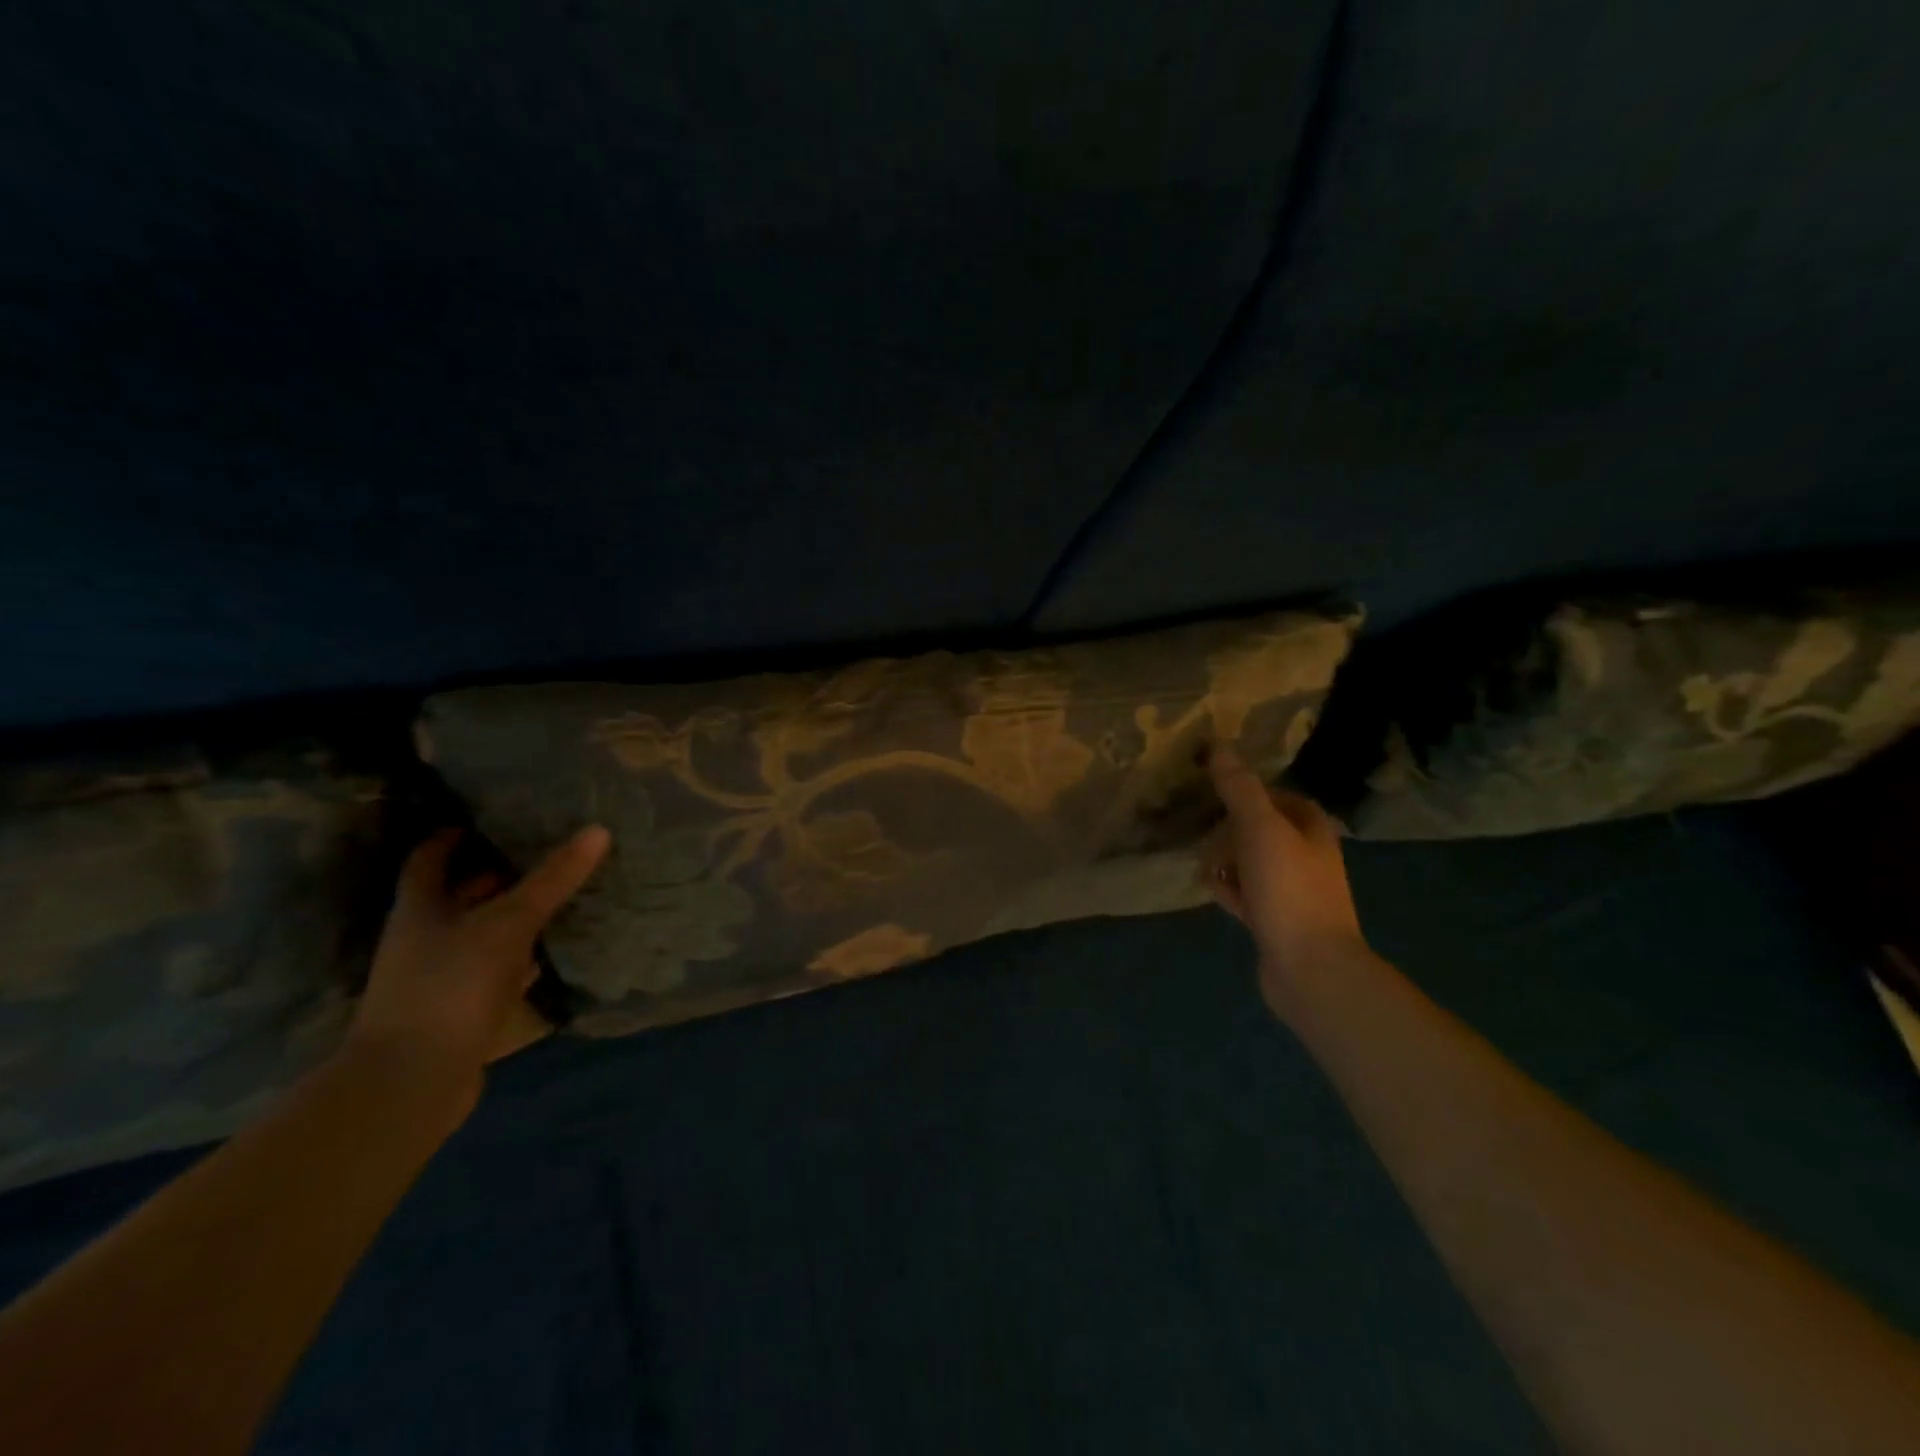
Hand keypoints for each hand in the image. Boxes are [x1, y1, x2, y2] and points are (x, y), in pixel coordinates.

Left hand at [345, 826, 610, 1104]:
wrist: (411, 1082)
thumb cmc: (450, 986)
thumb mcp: (507, 924)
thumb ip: (551, 880)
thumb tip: (598, 830)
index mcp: (422, 908)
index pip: (430, 857)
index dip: (455, 835)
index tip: (496, 816)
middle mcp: (426, 937)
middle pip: (460, 893)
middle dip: (499, 871)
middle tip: (549, 850)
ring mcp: (442, 975)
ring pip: (483, 931)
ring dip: (515, 914)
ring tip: (563, 891)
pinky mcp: (462, 1008)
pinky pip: (498, 968)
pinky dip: (524, 955)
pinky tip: (556, 949)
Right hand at [1204, 745, 1366, 1015]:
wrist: (1310, 969)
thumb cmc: (1289, 890)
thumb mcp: (1261, 830)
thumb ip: (1240, 788)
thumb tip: (1218, 745)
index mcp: (1312, 830)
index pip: (1280, 797)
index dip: (1249, 791)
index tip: (1213, 791)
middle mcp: (1307, 857)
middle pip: (1262, 829)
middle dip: (1230, 828)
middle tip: (1200, 829)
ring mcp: (1292, 892)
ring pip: (1252, 862)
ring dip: (1225, 858)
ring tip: (1200, 860)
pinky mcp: (1276, 921)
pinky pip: (1246, 894)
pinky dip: (1228, 888)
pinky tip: (1209, 888)